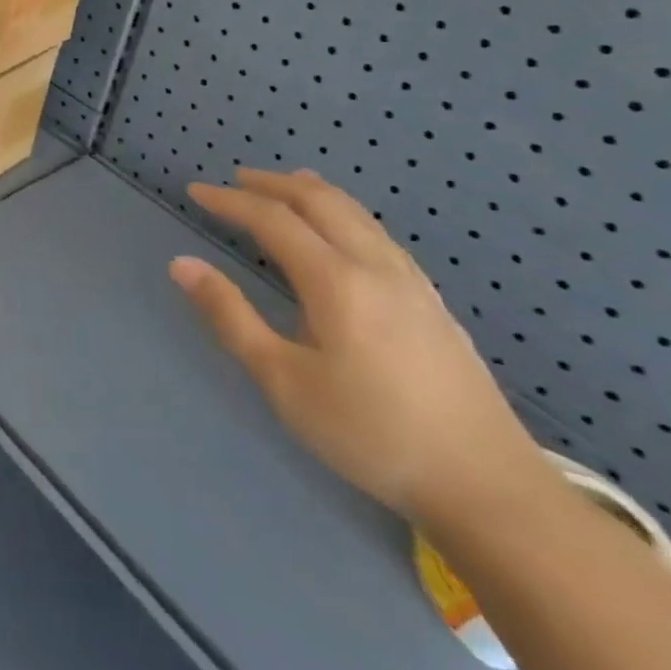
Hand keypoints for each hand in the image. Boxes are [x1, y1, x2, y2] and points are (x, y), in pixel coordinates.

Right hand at [172, 167, 550, 525]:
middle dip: (272, 184)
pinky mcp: (433, 304)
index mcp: (335, 281)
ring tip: (283, 187)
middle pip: (320, 201)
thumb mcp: (283, 381)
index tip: (195, 192)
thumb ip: (230, 316)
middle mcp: (376, 267)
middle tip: (235, 180)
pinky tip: (342, 232)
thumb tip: (182, 264)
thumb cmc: (370, 434)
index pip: (272, 219)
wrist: (489, 489)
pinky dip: (344, 214)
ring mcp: (412, 284)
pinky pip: (378, 234)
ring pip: (357, 214)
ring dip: (312, 193)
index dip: (229, 201)